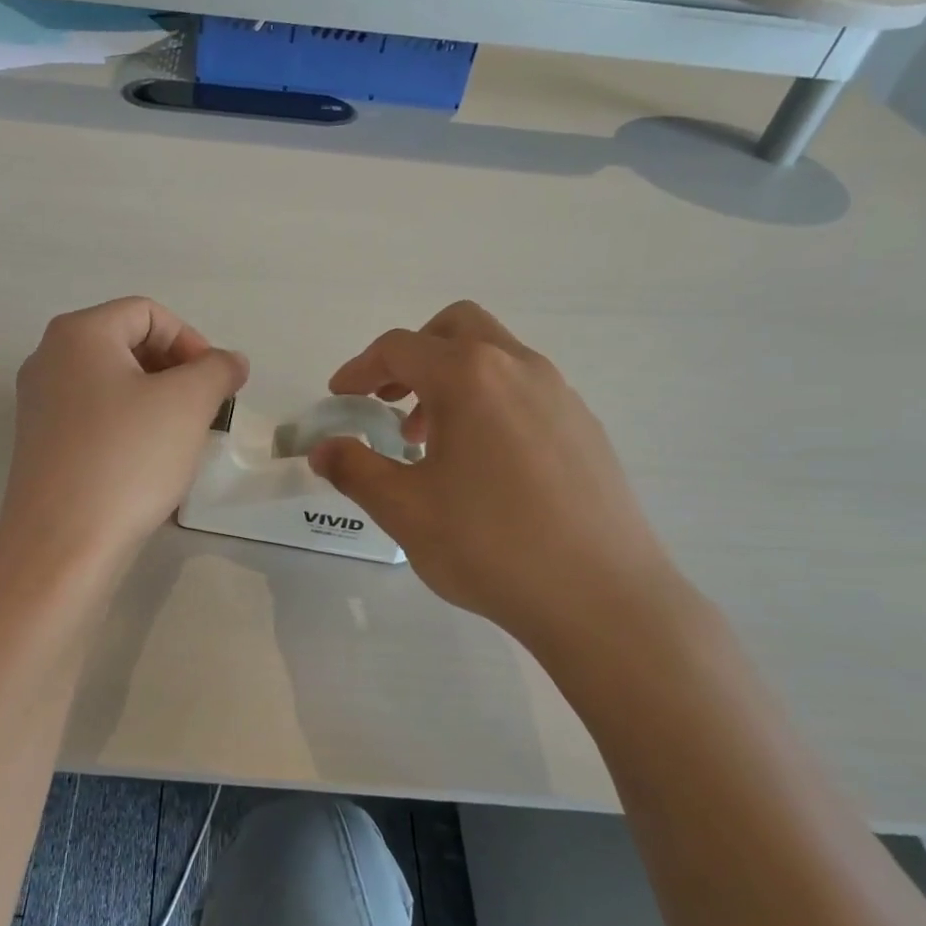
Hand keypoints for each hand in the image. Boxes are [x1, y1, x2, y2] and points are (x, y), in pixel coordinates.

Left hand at [0, 298, 247, 565]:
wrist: (62, 544)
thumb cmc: (128, 458)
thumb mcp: (188, 403)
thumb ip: (217, 369)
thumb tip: (229, 361)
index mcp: (78, 333)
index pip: (148, 313)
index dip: (192, 341)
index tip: (216, 384)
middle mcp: (49, 359)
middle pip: (127, 344)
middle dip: (176, 370)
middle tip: (204, 409)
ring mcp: (39, 403)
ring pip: (113, 383)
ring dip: (156, 399)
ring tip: (182, 436)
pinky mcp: (41, 443)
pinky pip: (95, 416)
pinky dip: (129, 424)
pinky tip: (148, 460)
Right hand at [308, 302, 685, 664]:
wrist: (602, 598)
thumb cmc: (490, 546)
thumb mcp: (404, 510)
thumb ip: (355, 470)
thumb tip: (323, 450)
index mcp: (470, 377)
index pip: (400, 348)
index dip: (360, 369)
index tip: (340, 397)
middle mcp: (519, 368)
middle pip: (456, 328)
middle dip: (413, 356)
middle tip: (390, 402)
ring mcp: (561, 394)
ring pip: (495, 357)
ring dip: (452, 380)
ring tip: (432, 441)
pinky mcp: (585, 427)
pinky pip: (525, 389)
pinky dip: (490, 401)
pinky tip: (484, 464)